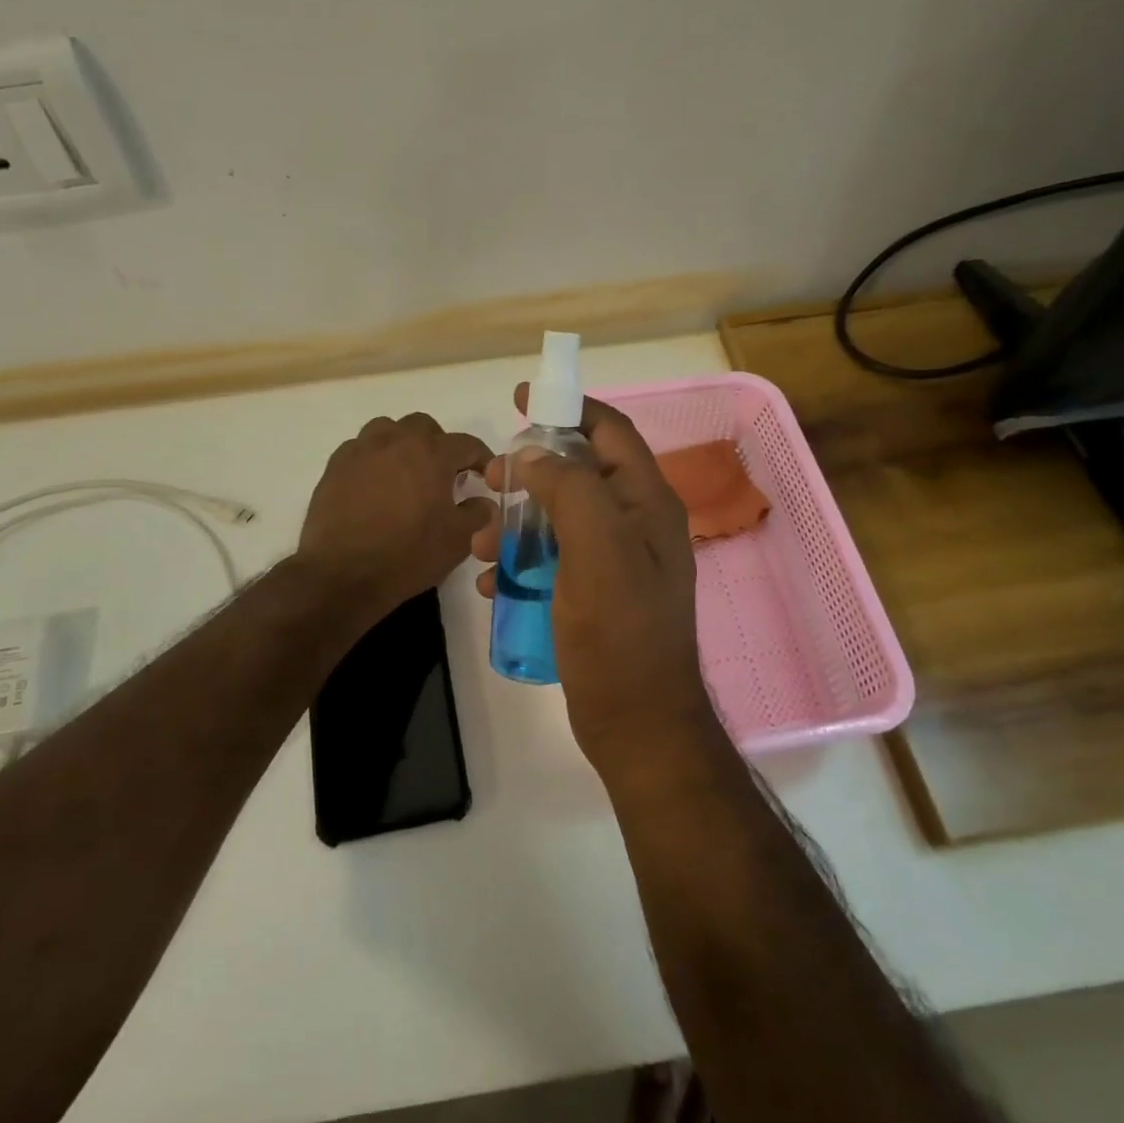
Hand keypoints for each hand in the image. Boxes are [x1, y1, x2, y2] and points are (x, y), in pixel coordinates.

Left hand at [300, 412, 494, 619]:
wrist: (342, 573)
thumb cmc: (407, 555)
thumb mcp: (457, 540)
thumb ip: (477, 514)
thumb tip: (482, 502)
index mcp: (432, 453)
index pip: (467, 444)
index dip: (481, 458)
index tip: (485, 475)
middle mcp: (397, 440)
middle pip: (424, 427)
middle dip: (438, 445)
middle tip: (442, 475)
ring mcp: (362, 450)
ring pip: (388, 430)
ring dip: (402, 445)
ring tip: (405, 473)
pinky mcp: (335, 465)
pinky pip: (360, 449)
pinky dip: (373, 459)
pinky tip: (373, 485)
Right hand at [473, 386, 719, 770]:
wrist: (636, 724)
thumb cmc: (619, 633)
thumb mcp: (598, 549)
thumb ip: (571, 489)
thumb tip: (535, 457)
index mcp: (646, 503)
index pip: (610, 431)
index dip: (569, 406)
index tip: (521, 398)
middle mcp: (634, 524)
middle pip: (577, 473)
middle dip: (529, 472)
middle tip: (487, 479)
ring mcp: (614, 561)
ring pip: (557, 518)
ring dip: (515, 522)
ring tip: (477, 543)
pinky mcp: (593, 594)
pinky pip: (551, 560)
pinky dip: (519, 562)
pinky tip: (493, 584)